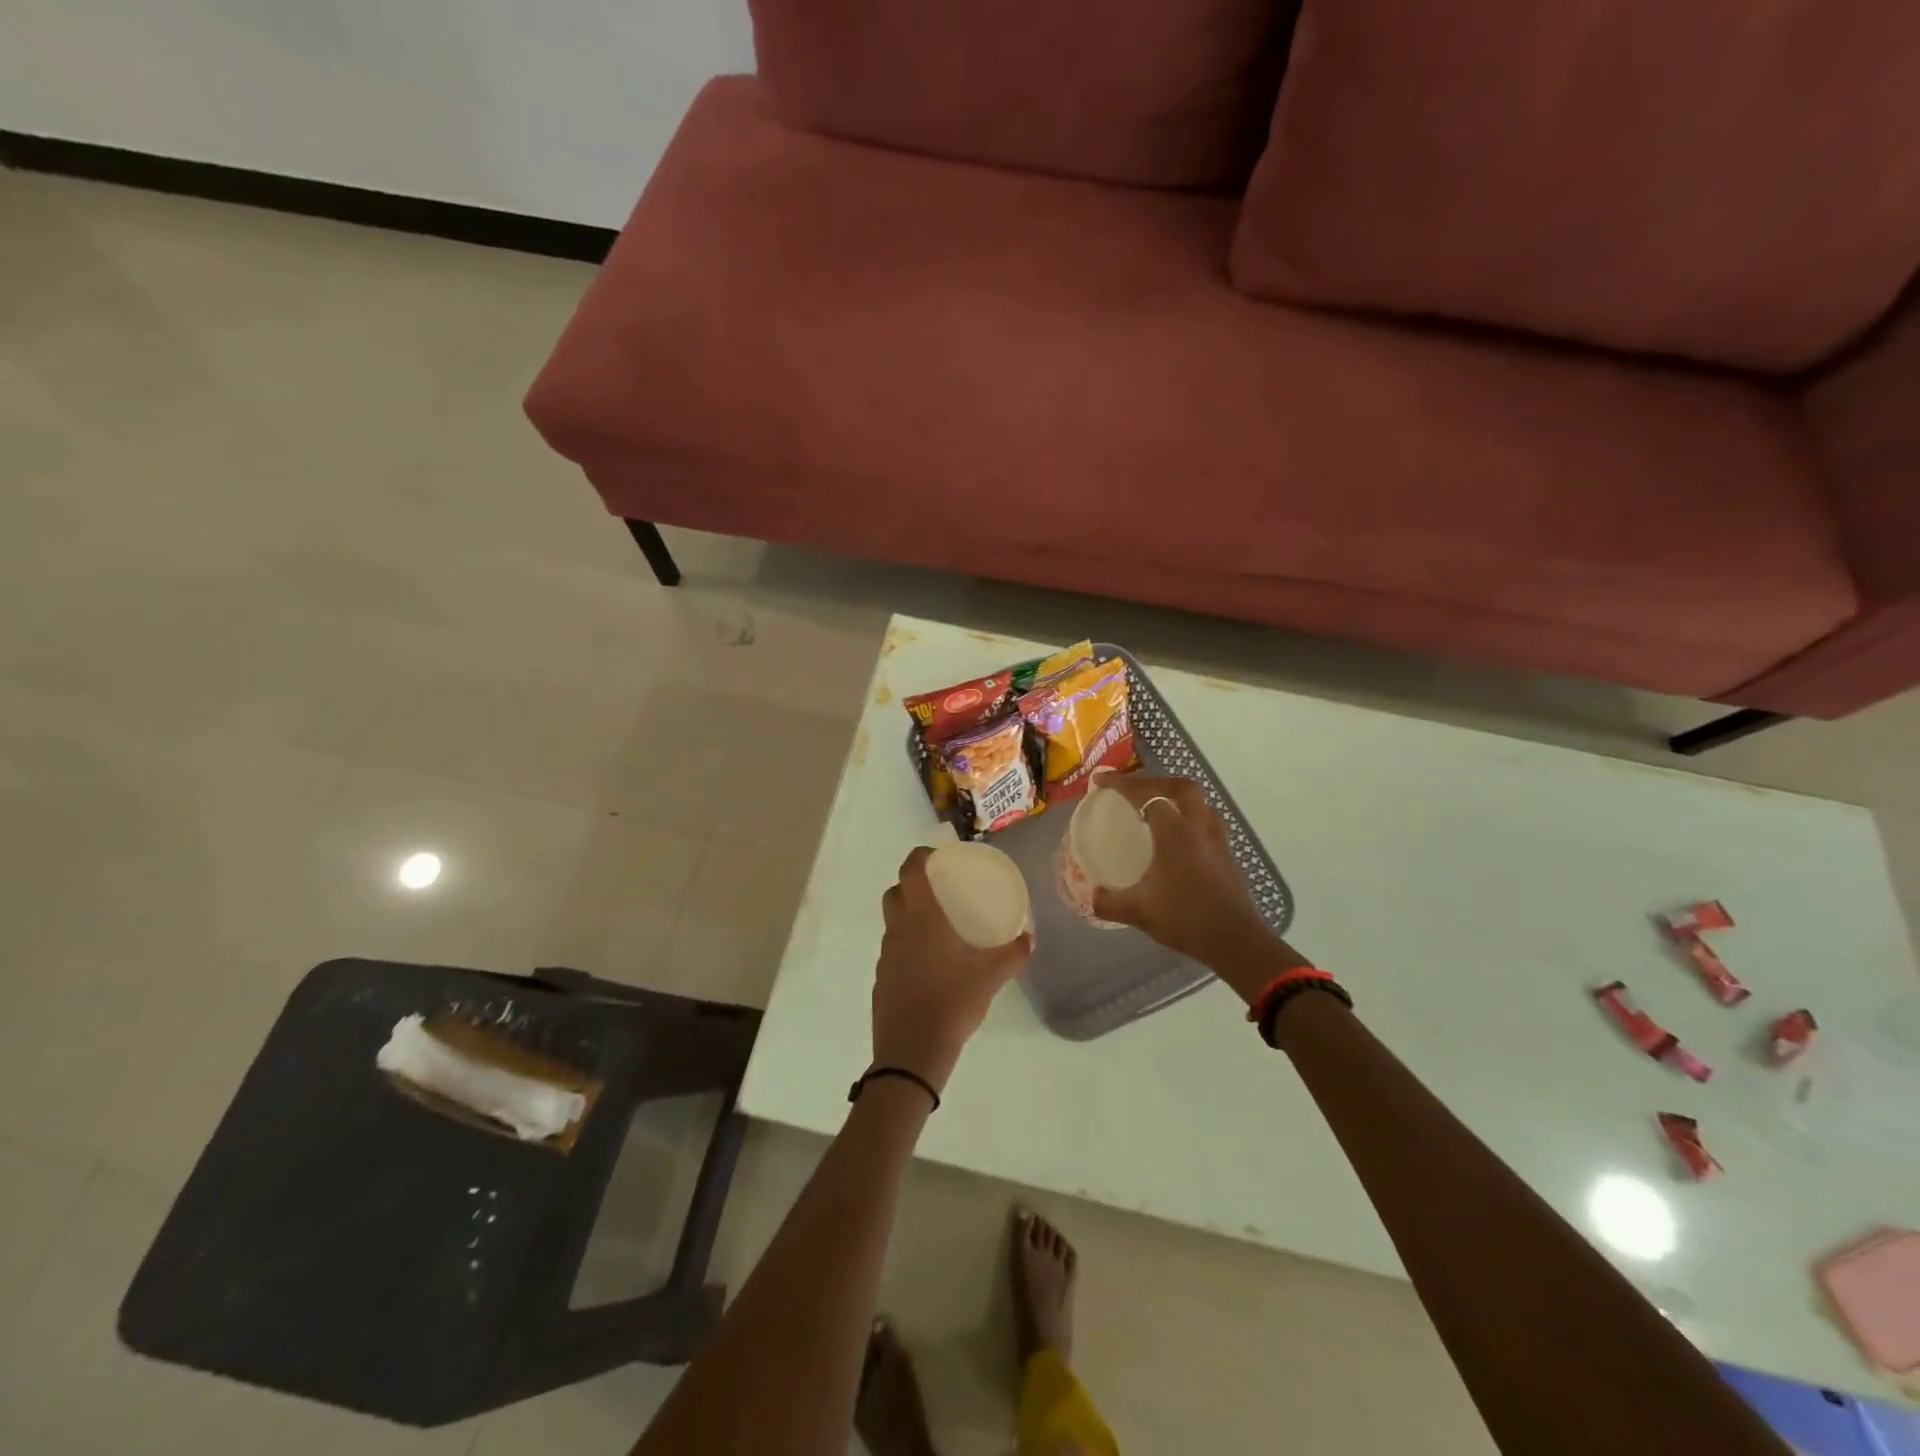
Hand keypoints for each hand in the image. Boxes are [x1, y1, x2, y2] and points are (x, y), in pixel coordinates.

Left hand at [873, 847, 1032, 1091]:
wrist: (911, 1052)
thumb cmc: (952, 1003)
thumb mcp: (991, 977)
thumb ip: (1013, 954)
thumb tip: (1029, 937)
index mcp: (922, 918)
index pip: (911, 870)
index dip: (920, 855)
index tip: (937, 855)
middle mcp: (898, 929)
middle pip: (895, 892)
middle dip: (912, 883)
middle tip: (939, 889)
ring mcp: (885, 955)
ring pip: (892, 921)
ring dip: (908, 914)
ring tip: (938, 926)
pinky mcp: (881, 978)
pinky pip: (893, 949)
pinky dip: (907, 944)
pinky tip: (929, 963)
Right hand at [1090, 775, 1295, 991]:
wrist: (1236, 941)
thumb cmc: (1186, 918)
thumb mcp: (1139, 911)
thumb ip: (1110, 902)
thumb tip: (1093, 896)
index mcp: (1176, 832)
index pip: (1147, 795)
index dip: (1122, 785)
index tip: (1100, 781)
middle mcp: (1199, 826)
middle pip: (1179, 787)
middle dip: (1154, 782)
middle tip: (1132, 790)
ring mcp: (1217, 839)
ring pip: (1197, 803)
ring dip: (1173, 798)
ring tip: (1152, 809)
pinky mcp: (1226, 854)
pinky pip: (1203, 820)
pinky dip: (1185, 817)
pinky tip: (1173, 838)